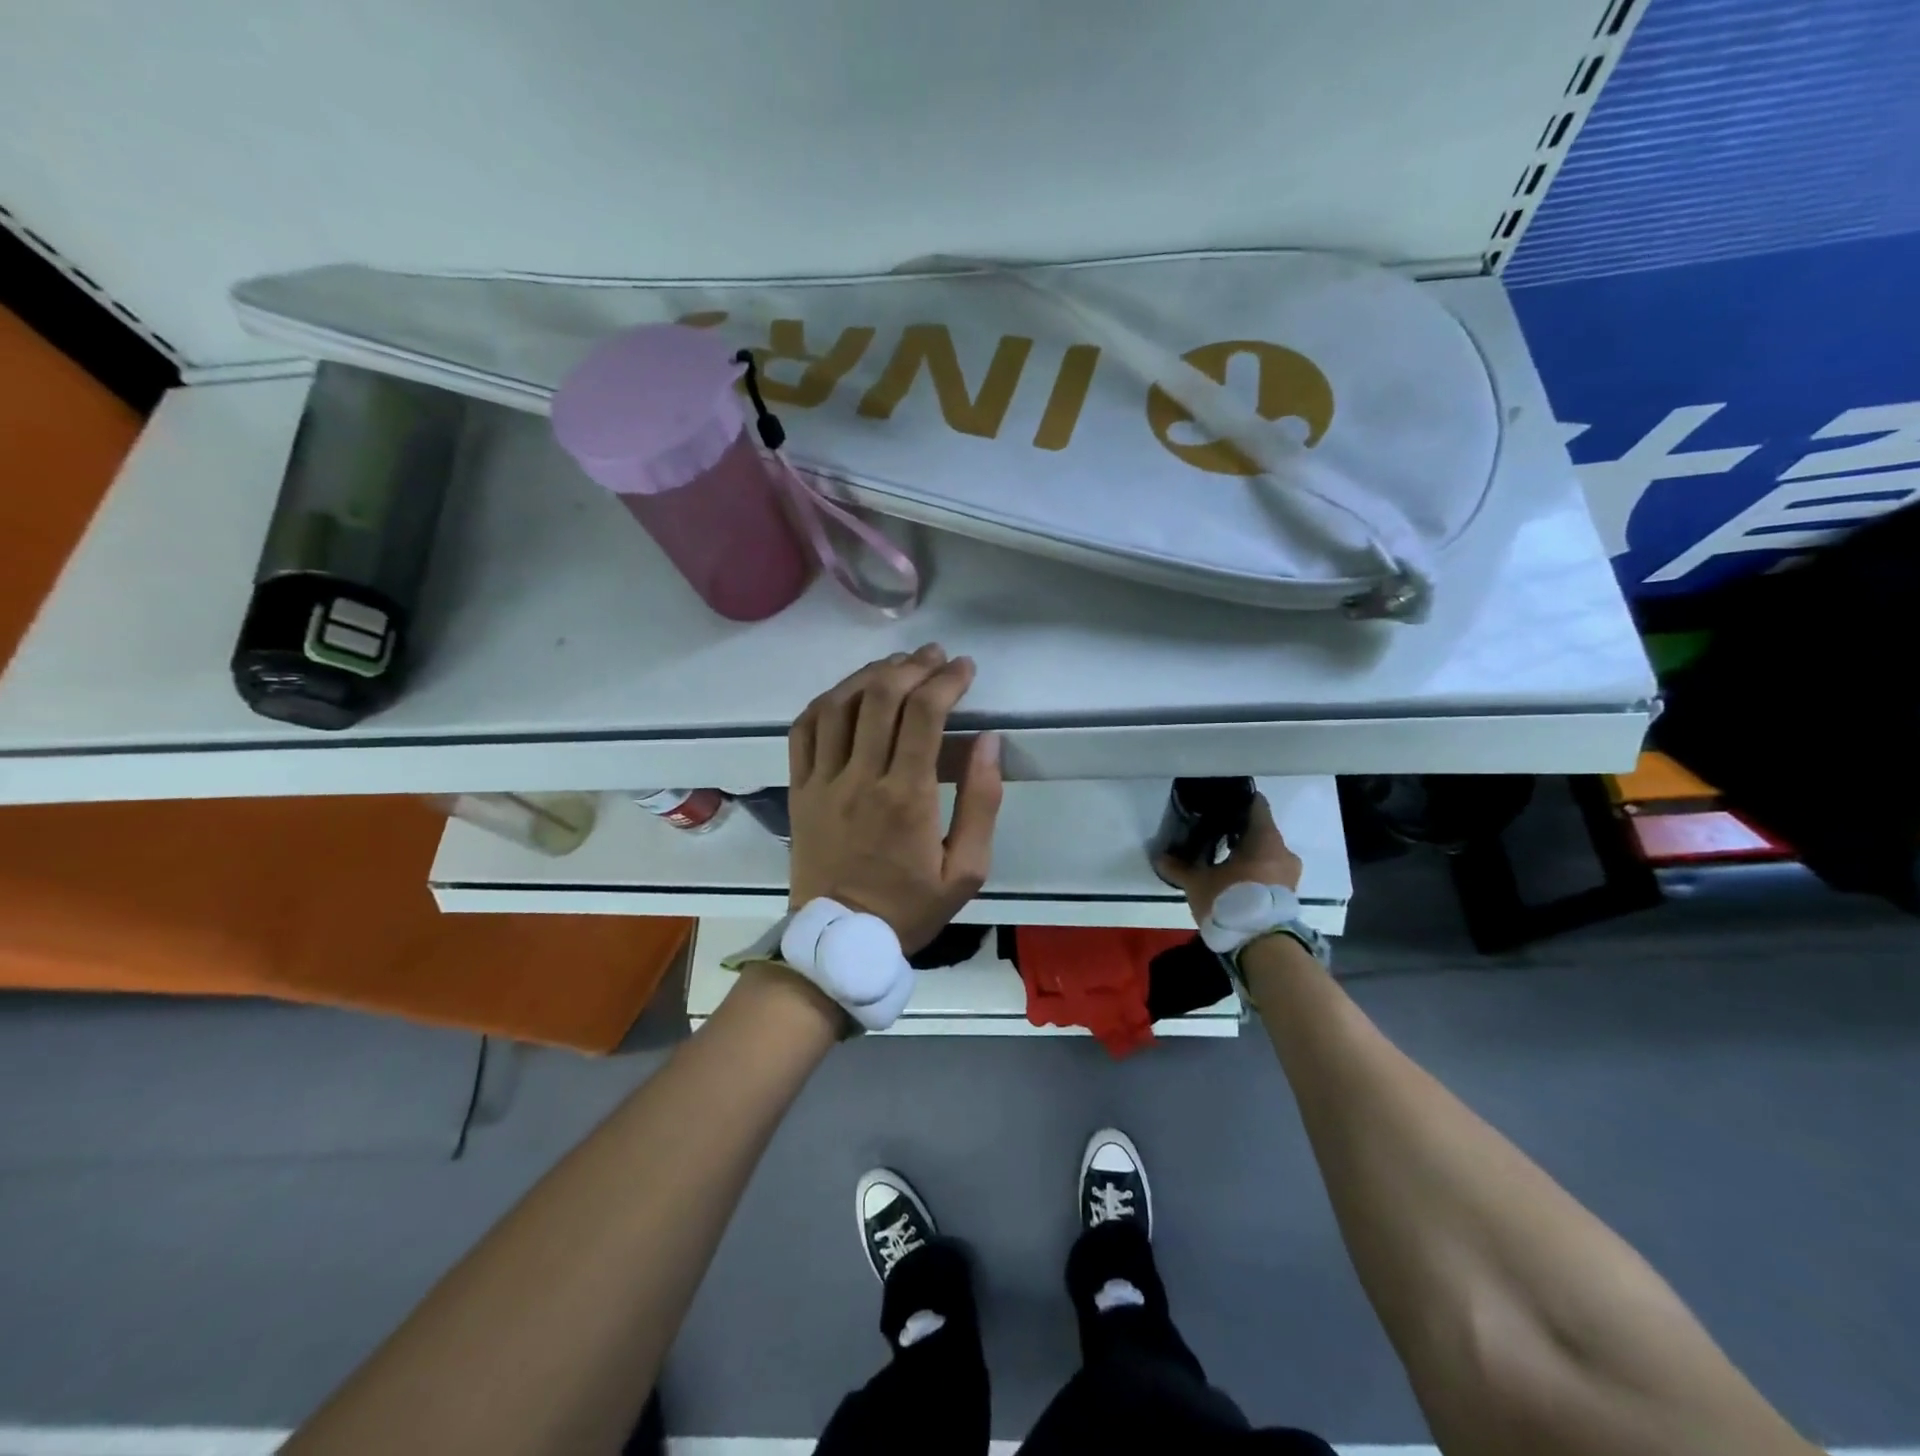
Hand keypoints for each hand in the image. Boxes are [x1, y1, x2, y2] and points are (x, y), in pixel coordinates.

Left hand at [787, 644, 1003, 952]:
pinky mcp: (799, 789)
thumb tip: (989, 742)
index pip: (923, 714)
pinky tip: (847, 693)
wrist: (840, 940)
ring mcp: (822, 781)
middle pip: (880, 697)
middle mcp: (860, 778)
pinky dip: (826, 701)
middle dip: (912, 666)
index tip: (964, 668)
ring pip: (838, 704)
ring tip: (896, 665)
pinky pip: (803, 729)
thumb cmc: (910, 908)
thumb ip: (981, 803)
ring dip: (870, 675)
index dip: (946, 680)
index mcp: (906, 797)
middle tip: (934, 658)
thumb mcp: (966, 871)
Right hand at [1154, 792, 1301, 923]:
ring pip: (1266, 854)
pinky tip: (1234, 879)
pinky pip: (1270, 872)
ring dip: (1248, 854)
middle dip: (1239, 832)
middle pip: (1261, 831)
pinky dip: (1254, 871)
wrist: (1262, 946)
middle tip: (1215, 833)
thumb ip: (1179, 868)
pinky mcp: (1288, 894)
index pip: (1257, 806)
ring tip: (1222, 859)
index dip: (1239, 802)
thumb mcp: (1198, 883)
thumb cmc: (1231, 901)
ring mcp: (1289, 874)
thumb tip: (1159, 857)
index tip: (1221, 804)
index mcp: (1265, 838)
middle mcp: (1283, 851)